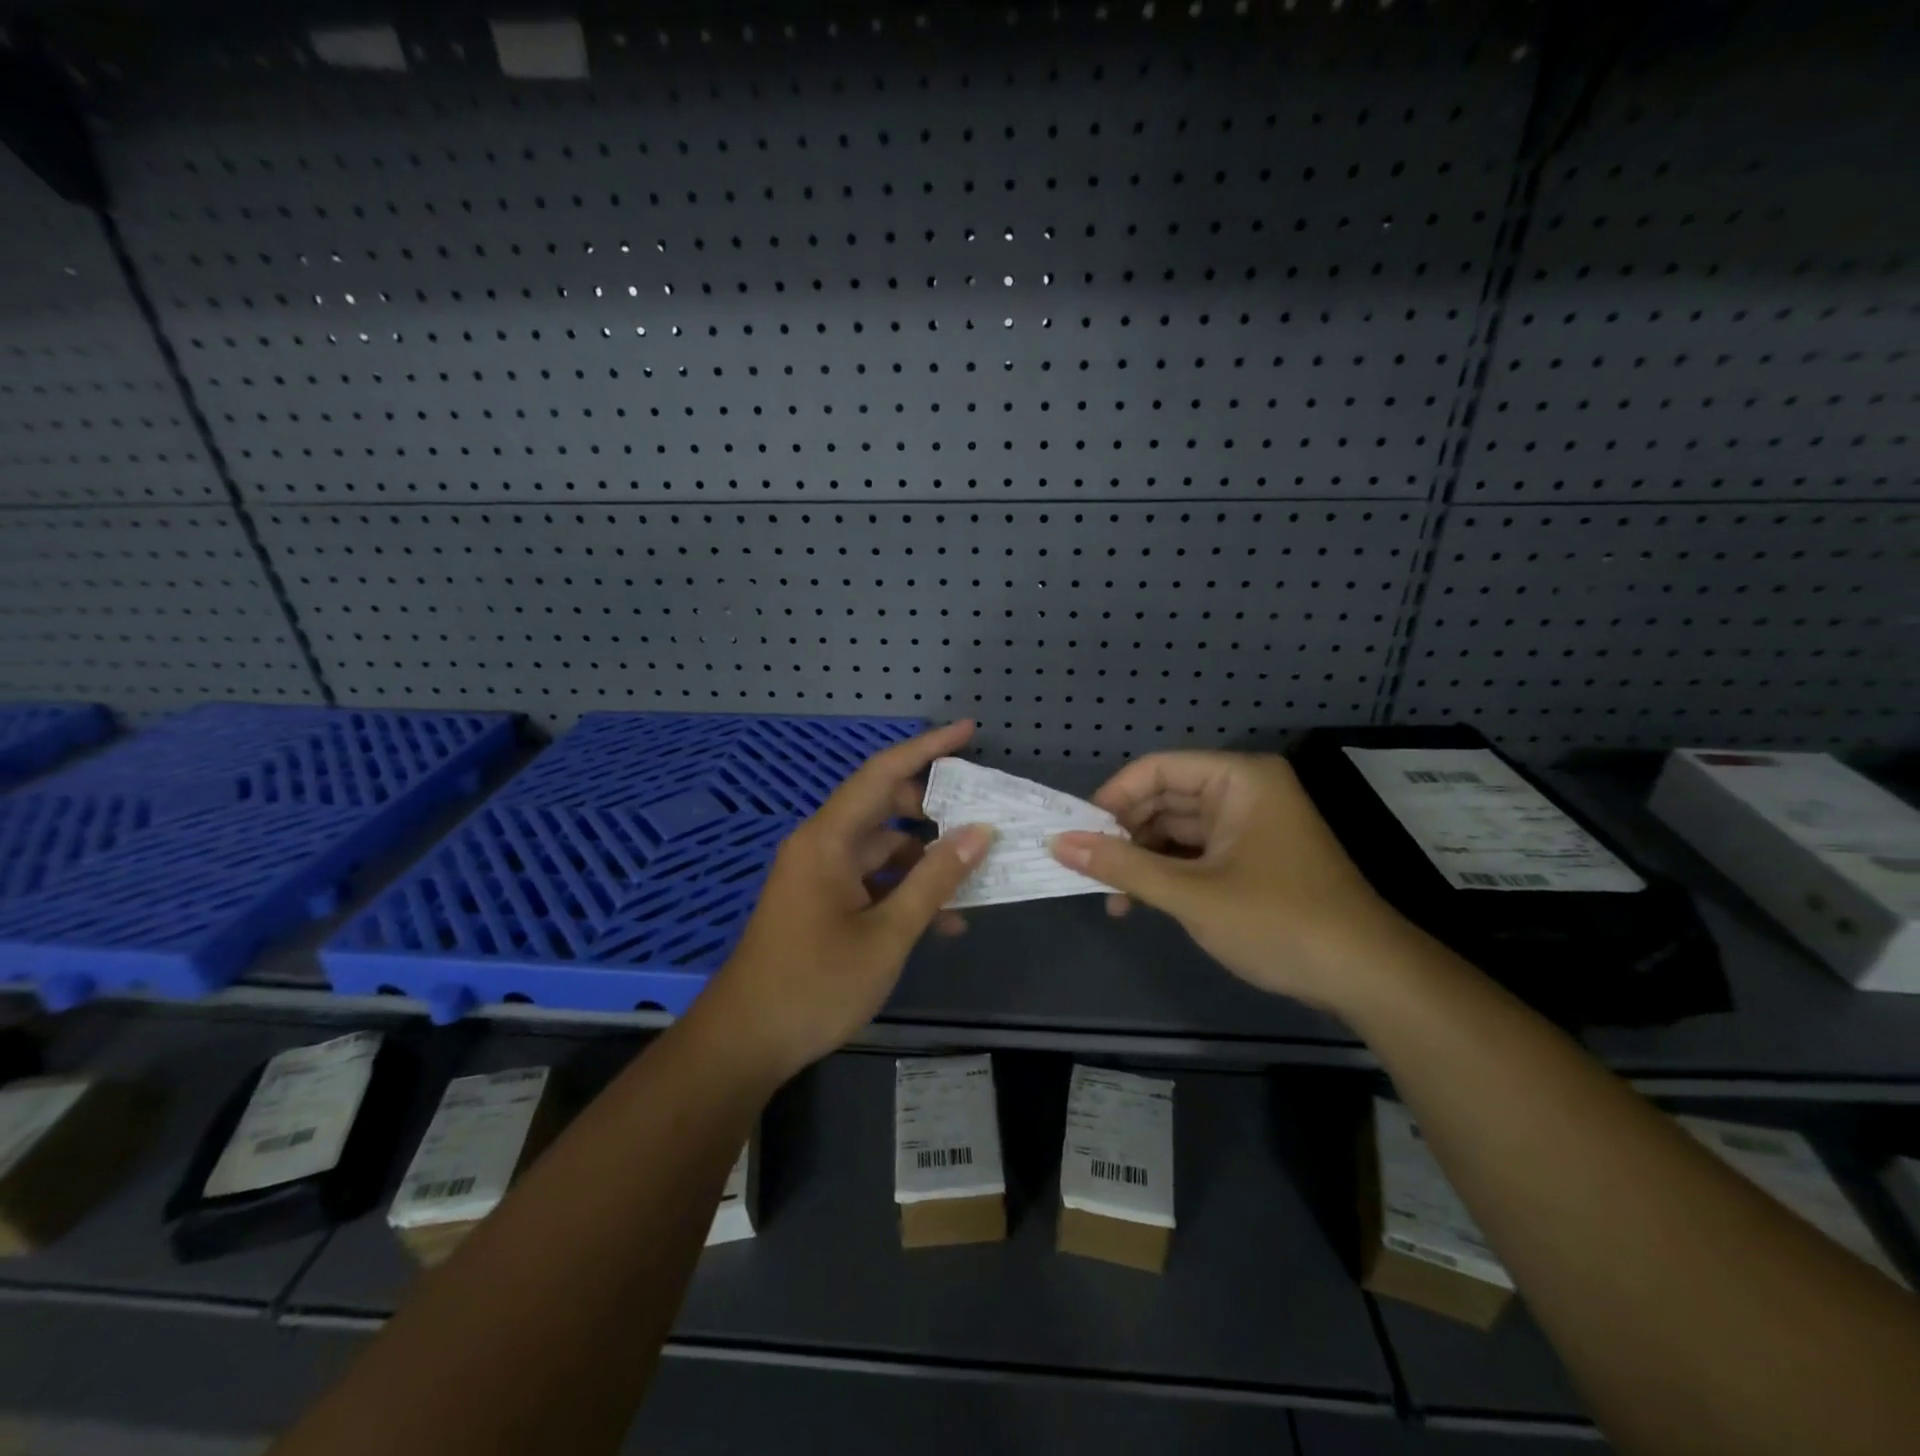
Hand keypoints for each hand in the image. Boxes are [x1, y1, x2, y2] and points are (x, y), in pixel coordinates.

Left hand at [700, 722, 994, 1081]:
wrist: (747, 1041)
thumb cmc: (815, 984)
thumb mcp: (887, 934)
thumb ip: (935, 880)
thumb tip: (978, 833)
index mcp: (829, 839)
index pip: (882, 773)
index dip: (927, 748)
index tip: (968, 731)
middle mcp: (822, 846)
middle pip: (884, 807)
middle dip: (934, 811)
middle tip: (980, 819)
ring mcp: (820, 875)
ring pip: (883, 849)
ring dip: (925, 862)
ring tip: (974, 879)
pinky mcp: (821, 902)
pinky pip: (871, 880)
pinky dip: (904, 891)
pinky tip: (943, 921)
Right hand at [1049, 751, 1425, 1013]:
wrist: (1366, 978)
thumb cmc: (1278, 921)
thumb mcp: (1191, 894)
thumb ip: (1122, 866)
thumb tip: (1058, 844)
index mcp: (1238, 779)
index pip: (1156, 770)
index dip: (1112, 799)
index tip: (1076, 835)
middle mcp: (1243, 791)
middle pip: (1164, 797)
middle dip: (1124, 835)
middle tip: (1087, 870)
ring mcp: (1249, 825)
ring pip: (1175, 828)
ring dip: (1142, 859)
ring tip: (1110, 896)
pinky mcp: (1251, 857)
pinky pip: (1195, 852)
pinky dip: (1166, 873)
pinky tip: (1139, 901)